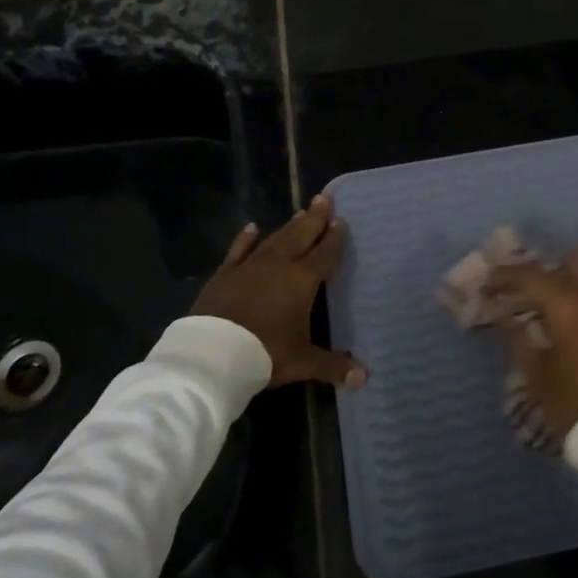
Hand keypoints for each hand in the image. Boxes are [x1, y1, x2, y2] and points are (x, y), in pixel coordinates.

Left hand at [190, 194, 365, 388]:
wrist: (212, 354)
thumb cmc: (265, 353)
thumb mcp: (302, 362)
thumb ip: (333, 366)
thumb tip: (365, 378)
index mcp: (302, 280)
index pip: (324, 253)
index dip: (334, 238)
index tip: (341, 221)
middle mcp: (279, 265)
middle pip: (301, 235)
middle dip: (315, 218)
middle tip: (324, 199)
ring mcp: (250, 266)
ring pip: (274, 239)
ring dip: (289, 226)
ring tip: (300, 212)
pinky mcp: (225, 274)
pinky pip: (239, 250)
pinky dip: (246, 238)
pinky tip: (252, 227)